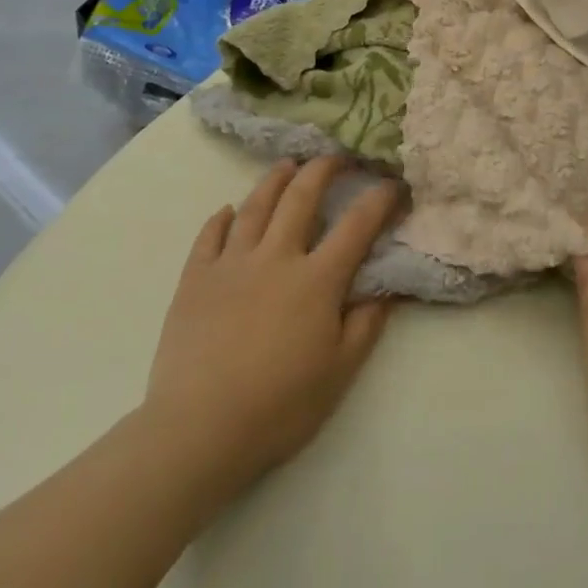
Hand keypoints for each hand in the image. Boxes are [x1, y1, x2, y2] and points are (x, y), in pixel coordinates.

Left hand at [137, 157, 400, 522]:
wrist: (198, 431)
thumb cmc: (279, 406)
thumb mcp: (339, 373)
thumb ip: (366, 325)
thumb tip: (387, 289)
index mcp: (317, 279)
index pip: (357, 225)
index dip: (379, 199)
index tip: (393, 183)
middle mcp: (276, 257)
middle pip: (301, 197)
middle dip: (323, 169)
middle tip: (336, 156)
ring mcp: (231, 264)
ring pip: (255, 206)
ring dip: (275, 180)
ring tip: (287, 165)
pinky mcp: (195, 279)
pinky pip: (209, 236)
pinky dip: (221, 218)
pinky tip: (228, 211)